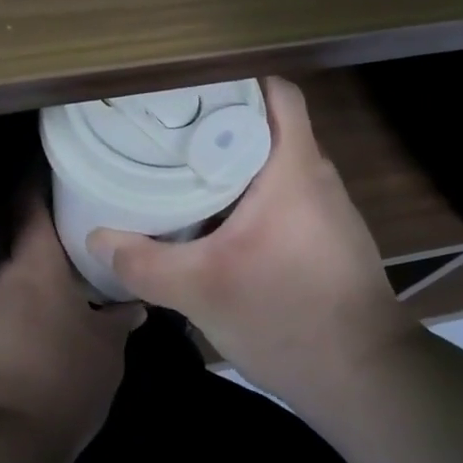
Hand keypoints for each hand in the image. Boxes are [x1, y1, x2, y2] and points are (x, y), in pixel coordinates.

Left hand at [0, 203, 145, 462]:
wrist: (4, 444)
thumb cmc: (64, 379)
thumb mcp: (107, 349)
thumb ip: (119, 319)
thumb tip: (134, 304)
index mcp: (34, 266)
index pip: (28, 207)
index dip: (35, 182)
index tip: (50, 167)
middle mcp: (2, 279)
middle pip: (11, 235)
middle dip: (33, 223)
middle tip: (67, 218)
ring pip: (7, 274)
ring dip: (29, 269)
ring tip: (61, 274)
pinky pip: (1, 308)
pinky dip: (21, 303)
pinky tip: (42, 321)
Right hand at [85, 76, 415, 417]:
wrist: (366, 380)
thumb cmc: (286, 316)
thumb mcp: (201, 289)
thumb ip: (144, 261)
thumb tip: (97, 238)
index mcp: (294, 167)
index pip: (277, 92)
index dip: (237, 82)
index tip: (192, 90)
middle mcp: (318, 177)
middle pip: (271, 126)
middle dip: (224, 123)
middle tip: (172, 131)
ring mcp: (329, 209)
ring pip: (278, 164)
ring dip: (238, 163)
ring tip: (187, 170)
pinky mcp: (330, 239)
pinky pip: (288, 196)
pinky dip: (254, 196)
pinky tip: (222, 222)